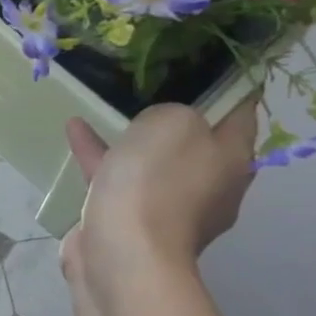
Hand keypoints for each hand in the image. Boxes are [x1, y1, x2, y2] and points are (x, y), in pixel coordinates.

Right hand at [60, 98, 259, 291]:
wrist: (122, 254)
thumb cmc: (158, 183)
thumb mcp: (172, 121)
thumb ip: (172, 111)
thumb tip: (160, 127)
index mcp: (234, 160)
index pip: (241, 111)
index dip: (229, 84)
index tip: (208, 60)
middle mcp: (210, 185)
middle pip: (196, 140)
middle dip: (174, 115)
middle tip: (152, 85)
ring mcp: (169, 208)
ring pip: (152, 161)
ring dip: (130, 136)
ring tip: (104, 106)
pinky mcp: (130, 221)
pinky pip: (116, 178)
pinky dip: (99, 155)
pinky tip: (74, 130)